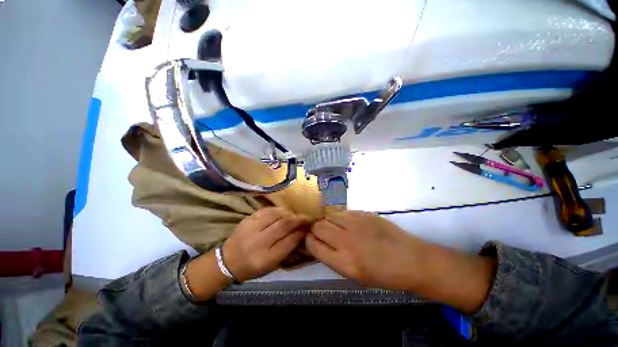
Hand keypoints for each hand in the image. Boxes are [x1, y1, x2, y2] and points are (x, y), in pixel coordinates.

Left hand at [223, 207, 309, 281]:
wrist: (227, 260)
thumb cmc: (253, 266)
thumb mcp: (271, 265)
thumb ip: (287, 250)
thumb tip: (301, 233)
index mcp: (265, 259)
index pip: (289, 242)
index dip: (301, 233)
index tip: (308, 228)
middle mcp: (258, 242)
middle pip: (283, 226)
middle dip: (298, 220)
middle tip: (306, 217)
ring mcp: (251, 228)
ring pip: (276, 215)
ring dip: (289, 213)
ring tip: (295, 214)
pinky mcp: (247, 219)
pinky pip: (266, 210)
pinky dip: (278, 210)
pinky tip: (283, 211)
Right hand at [305, 211, 496, 312]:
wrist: (411, 260)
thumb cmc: (383, 274)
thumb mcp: (354, 275)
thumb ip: (333, 257)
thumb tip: (318, 243)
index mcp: (344, 263)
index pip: (313, 245)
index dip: (308, 241)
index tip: (310, 239)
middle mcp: (346, 241)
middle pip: (318, 227)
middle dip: (315, 229)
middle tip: (322, 232)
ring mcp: (356, 224)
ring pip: (329, 216)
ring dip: (328, 221)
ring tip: (336, 227)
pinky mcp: (363, 213)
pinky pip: (343, 212)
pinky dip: (341, 217)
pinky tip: (348, 223)